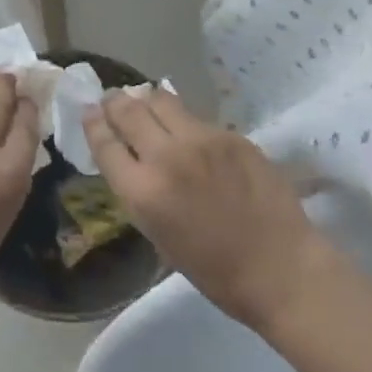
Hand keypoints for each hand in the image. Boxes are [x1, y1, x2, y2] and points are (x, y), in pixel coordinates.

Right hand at [83, 90, 331, 332]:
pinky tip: (188, 129)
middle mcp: (166, 158)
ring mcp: (201, 140)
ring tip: (146, 101)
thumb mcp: (160, 236)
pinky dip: (184, 119)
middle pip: (129, 111)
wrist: (282, 269)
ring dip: (147, 100)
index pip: (105, 143)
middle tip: (113, 99)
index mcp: (143, 193)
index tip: (89, 111)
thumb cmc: (216, 272)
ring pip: (161, 100)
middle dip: (115, 102)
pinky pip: (196, 117)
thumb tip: (132, 159)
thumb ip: (141, 192)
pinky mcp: (230, 134)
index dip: (93, 123)